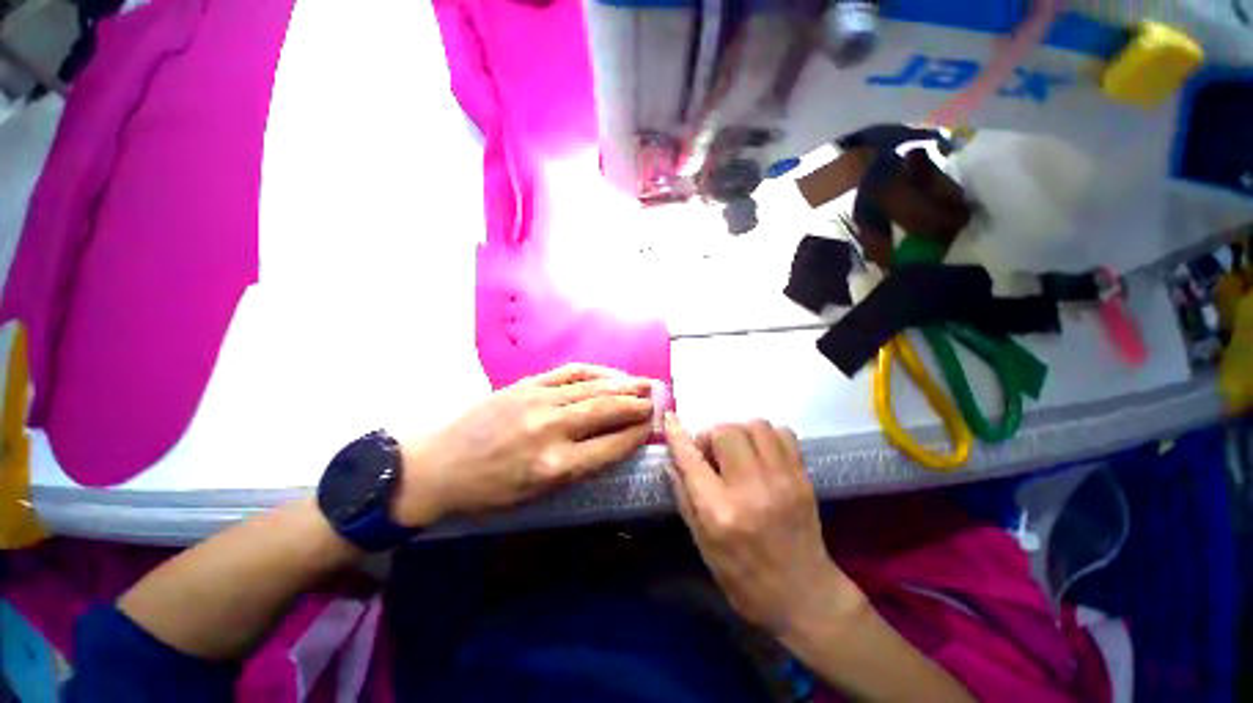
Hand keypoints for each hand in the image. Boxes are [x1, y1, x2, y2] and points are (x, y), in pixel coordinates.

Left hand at [392, 364, 656, 526]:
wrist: (438, 465)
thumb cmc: (488, 491)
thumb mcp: (536, 495)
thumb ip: (579, 468)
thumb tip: (613, 444)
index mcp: (554, 466)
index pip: (611, 446)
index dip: (636, 434)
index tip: (653, 425)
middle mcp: (552, 428)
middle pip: (607, 410)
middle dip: (638, 404)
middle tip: (659, 397)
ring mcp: (539, 400)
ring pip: (593, 387)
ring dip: (623, 384)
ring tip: (644, 382)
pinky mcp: (527, 384)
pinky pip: (570, 372)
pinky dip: (595, 372)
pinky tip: (610, 374)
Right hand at [663, 414, 859, 638]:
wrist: (804, 596)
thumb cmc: (743, 577)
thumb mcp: (702, 544)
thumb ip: (684, 496)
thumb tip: (671, 460)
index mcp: (720, 513)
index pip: (692, 459)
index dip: (677, 435)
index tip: (670, 419)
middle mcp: (752, 490)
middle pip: (726, 431)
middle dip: (711, 435)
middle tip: (712, 454)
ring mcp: (783, 480)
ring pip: (756, 425)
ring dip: (738, 432)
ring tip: (736, 451)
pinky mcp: (803, 477)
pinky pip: (783, 433)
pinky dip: (765, 435)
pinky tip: (760, 453)